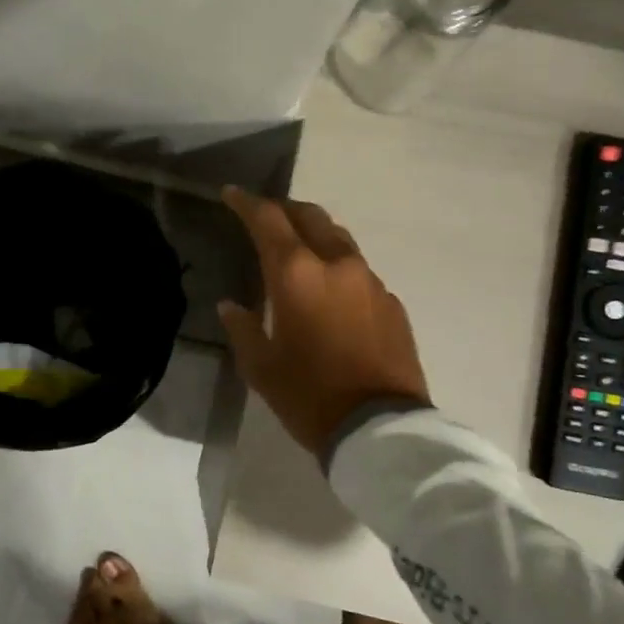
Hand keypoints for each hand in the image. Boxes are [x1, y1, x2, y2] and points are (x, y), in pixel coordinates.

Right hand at [218, 188, 428, 457]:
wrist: (380, 428)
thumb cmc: (309, 396)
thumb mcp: (261, 367)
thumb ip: (244, 328)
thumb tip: (231, 306)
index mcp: (296, 275)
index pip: (268, 220)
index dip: (247, 204)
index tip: (232, 195)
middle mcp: (336, 265)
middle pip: (311, 216)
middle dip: (286, 210)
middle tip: (267, 216)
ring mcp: (370, 281)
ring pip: (339, 240)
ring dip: (316, 235)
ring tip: (299, 250)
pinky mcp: (392, 303)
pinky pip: (359, 272)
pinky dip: (339, 269)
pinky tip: (332, 294)